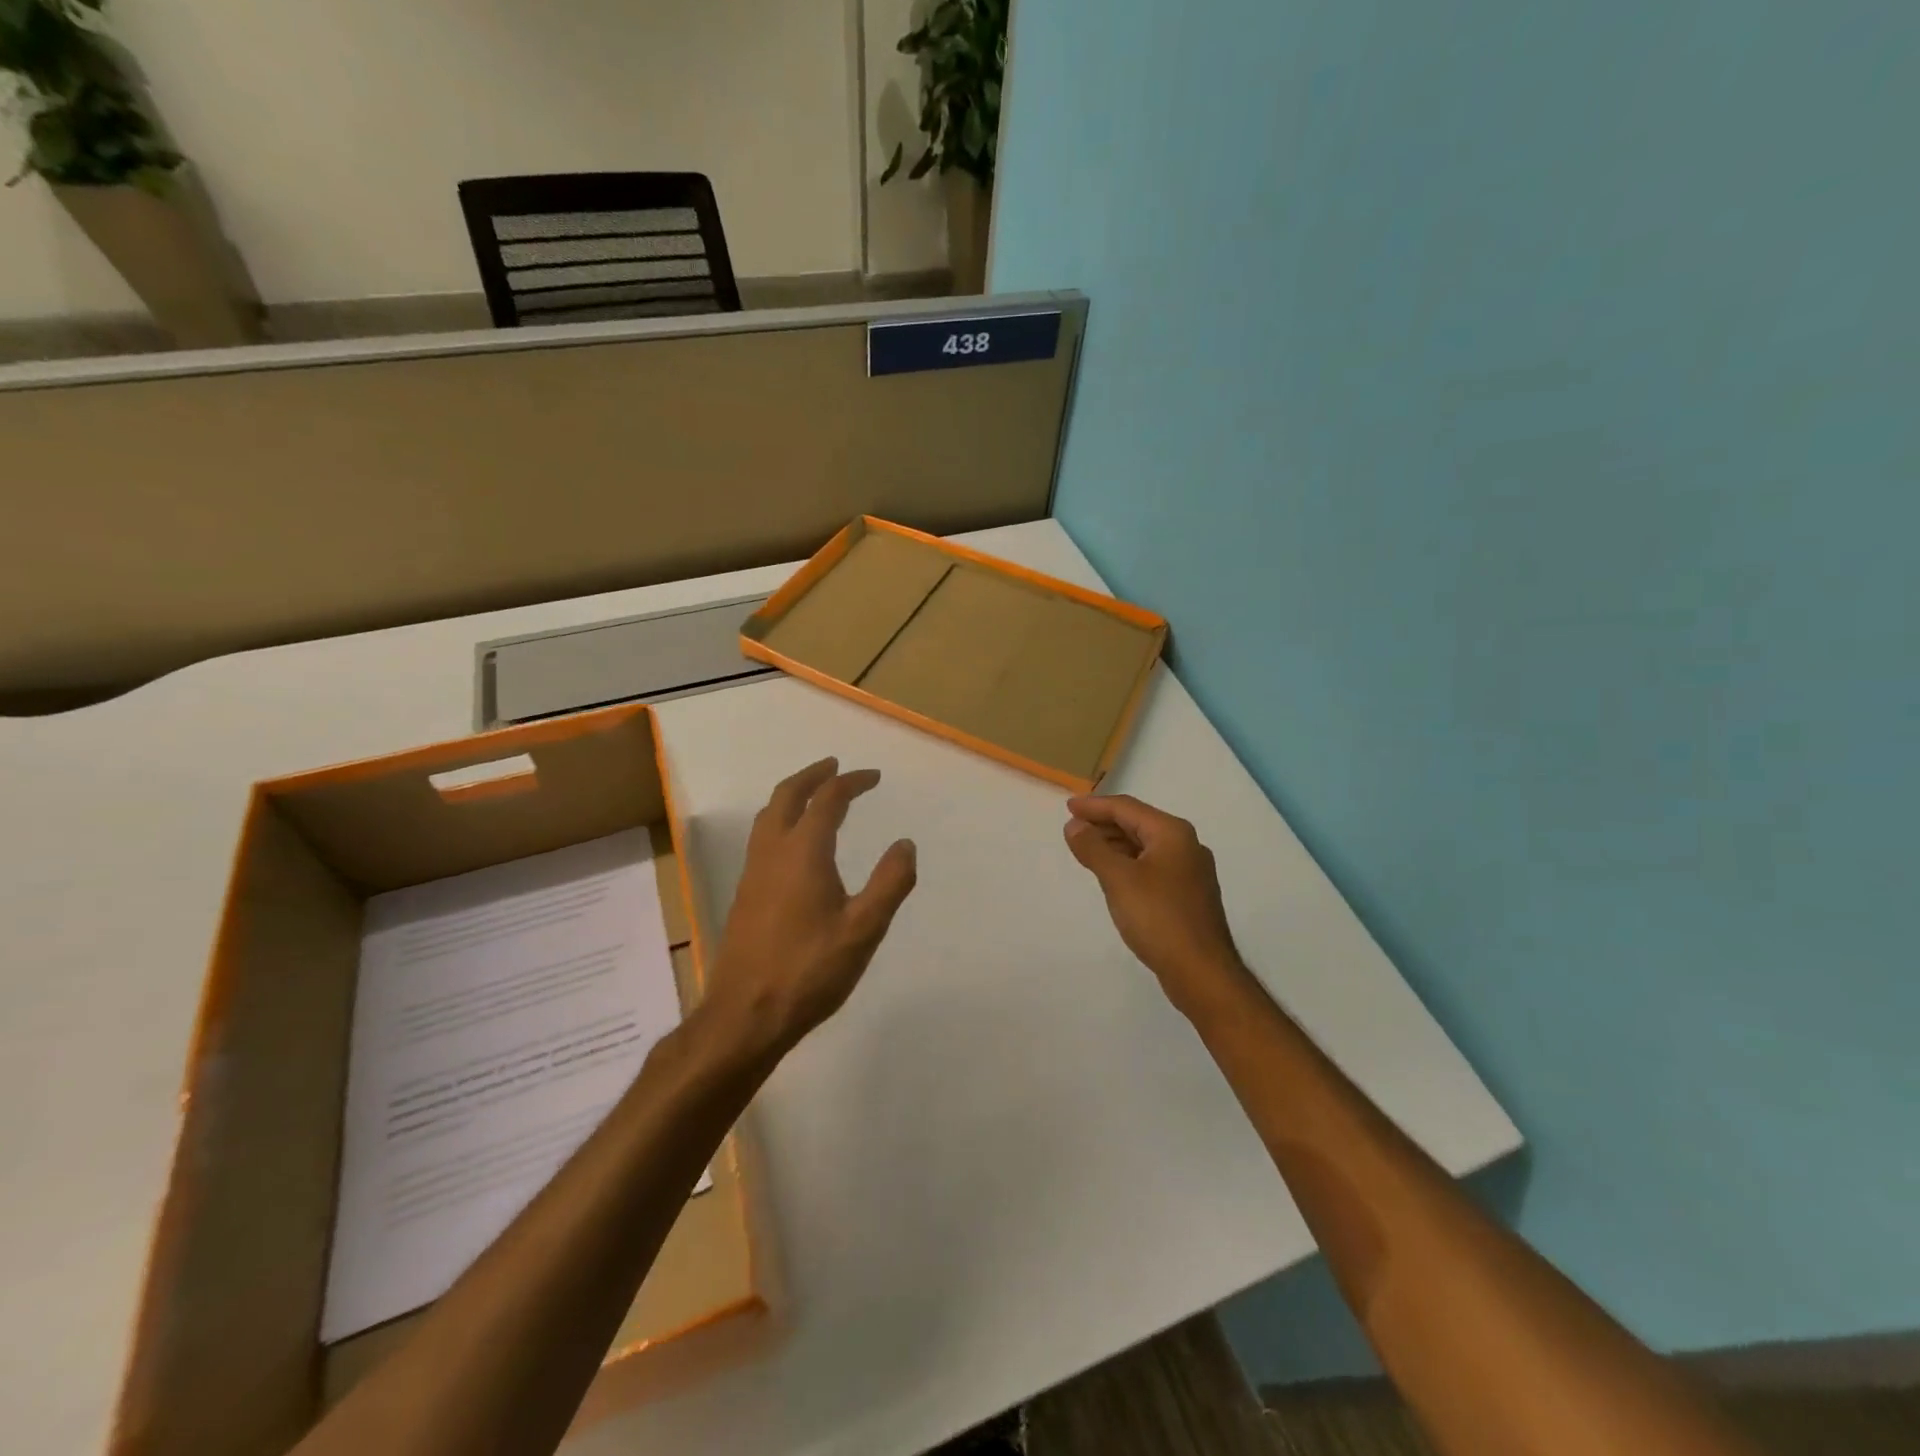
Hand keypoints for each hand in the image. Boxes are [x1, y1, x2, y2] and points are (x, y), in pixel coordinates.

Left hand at [705, 757, 917, 1060]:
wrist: (745, 1015)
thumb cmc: (809, 971)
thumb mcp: (864, 930)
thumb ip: (889, 883)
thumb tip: (905, 844)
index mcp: (803, 853)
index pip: (828, 800)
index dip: (851, 782)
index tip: (873, 777)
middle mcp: (772, 853)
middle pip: (787, 796)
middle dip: (813, 775)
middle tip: (835, 767)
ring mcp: (753, 873)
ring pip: (768, 816)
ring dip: (792, 795)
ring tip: (814, 794)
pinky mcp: (745, 895)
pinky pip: (762, 838)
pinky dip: (781, 820)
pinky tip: (794, 844)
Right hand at [1064, 794, 1247, 1018]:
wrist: (1201, 971)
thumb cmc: (1158, 918)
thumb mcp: (1118, 879)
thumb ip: (1093, 848)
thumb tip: (1074, 825)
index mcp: (1172, 833)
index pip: (1127, 808)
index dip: (1095, 806)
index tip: (1068, 807)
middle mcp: (1185, 845)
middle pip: (1138, 823)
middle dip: (1104, 823)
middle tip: (1073, 827)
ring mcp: (1190, 871)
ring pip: (1145, 846)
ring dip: (1115, 843)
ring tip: (1086, 848)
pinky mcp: (1187, 894)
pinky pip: (1152, 865)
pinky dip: (1128, 862)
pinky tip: (1112, 874)